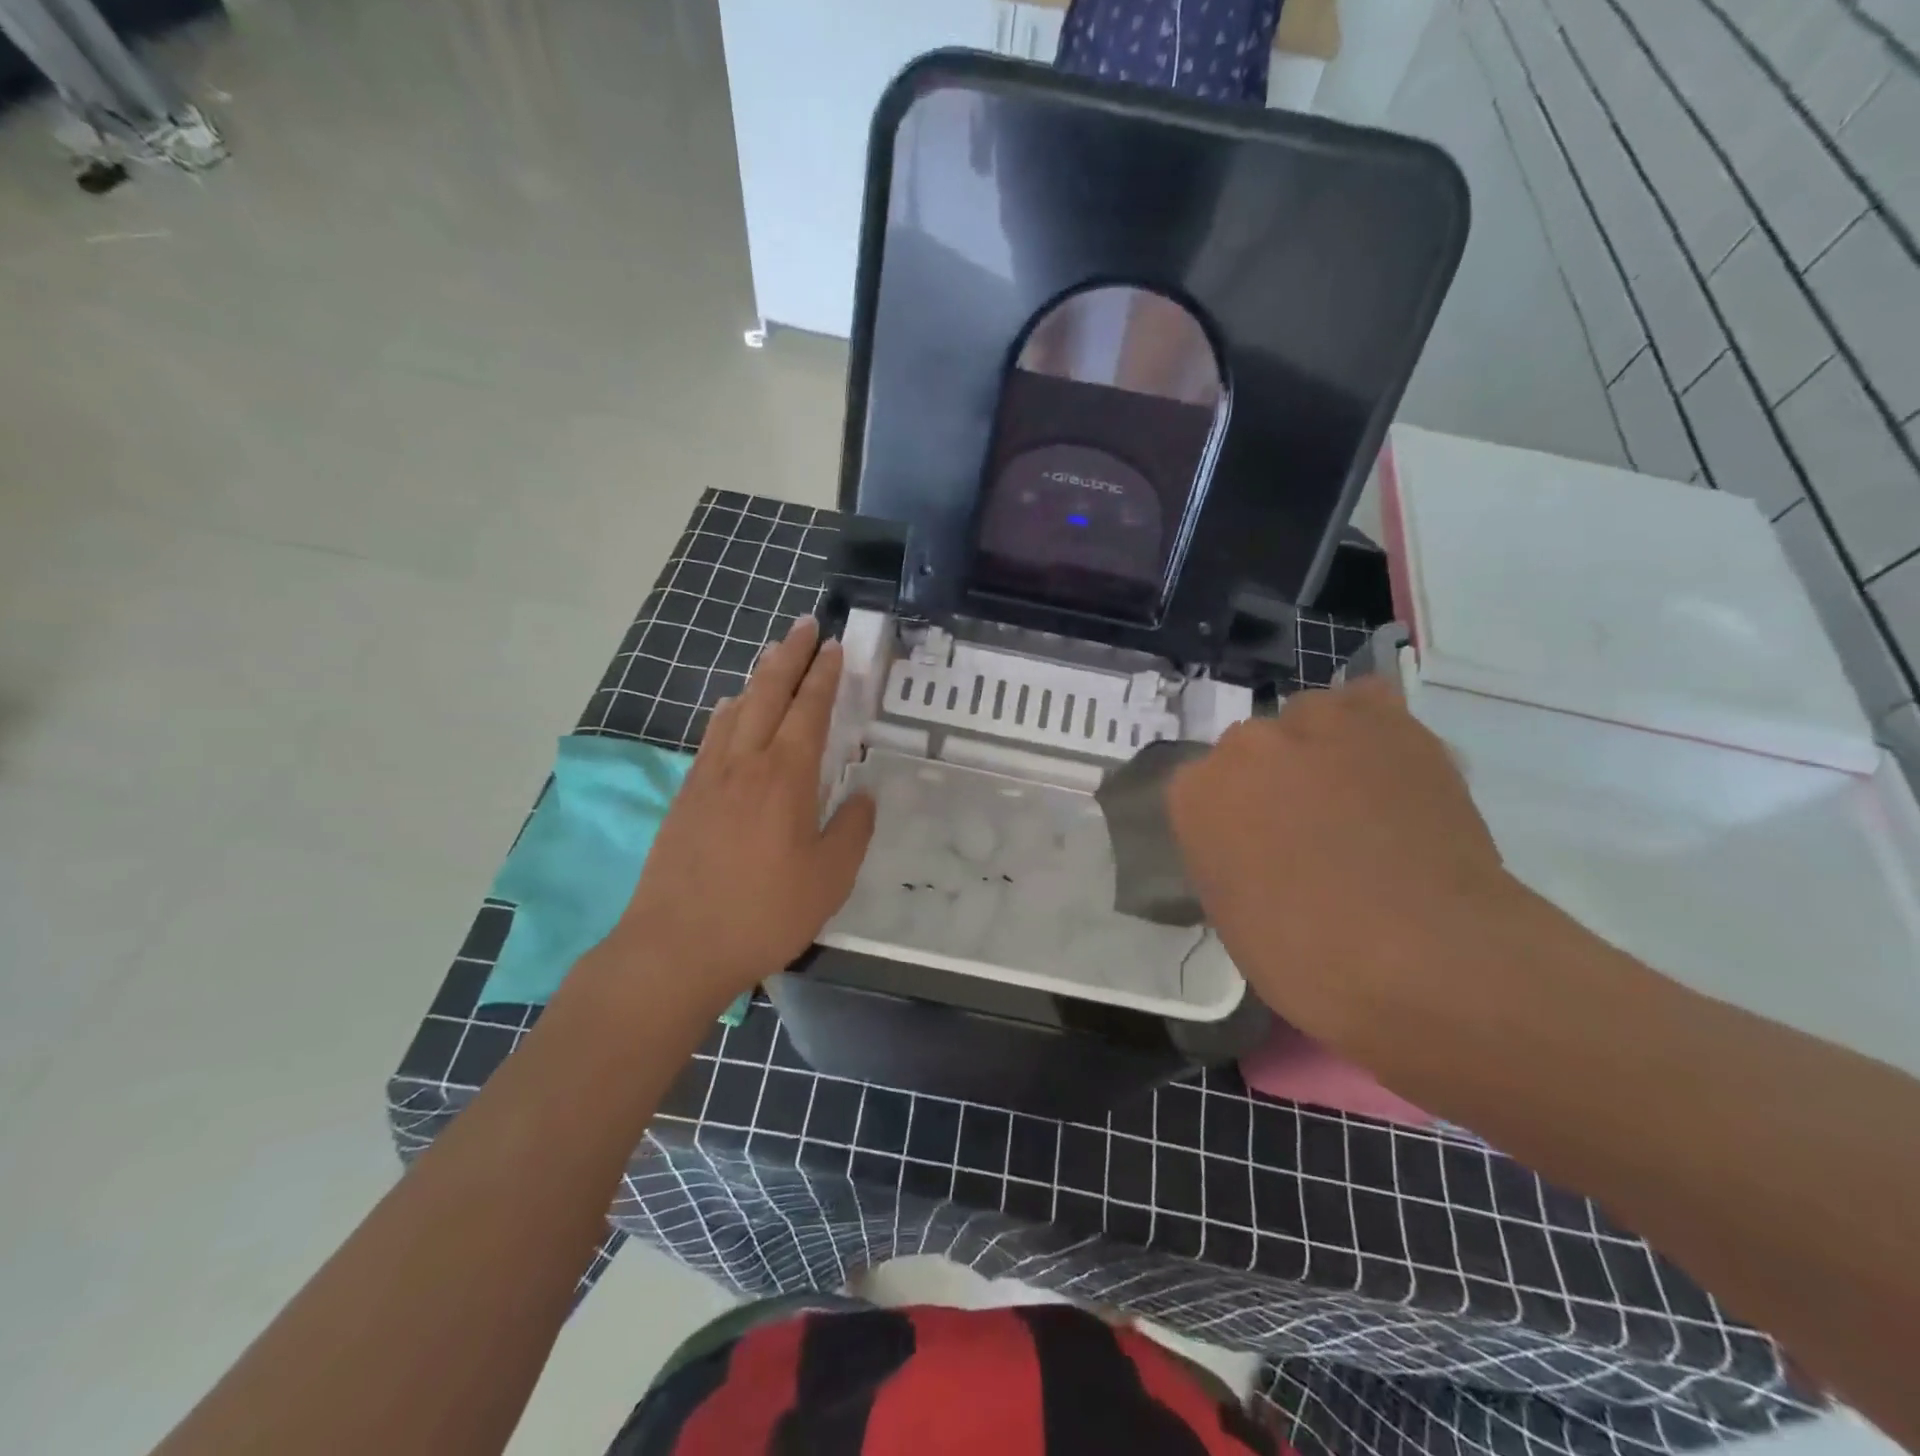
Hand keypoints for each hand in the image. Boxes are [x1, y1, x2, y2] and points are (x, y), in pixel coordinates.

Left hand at [612, 616, 874, 1008]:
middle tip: (805, 626)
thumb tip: (863, 795)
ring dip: (757, 677)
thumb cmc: (764, 913)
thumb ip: (852, 831)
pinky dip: (726, 712)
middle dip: (789, 655)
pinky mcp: (686, 797)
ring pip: (735, 709)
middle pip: (767, 693)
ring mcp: (709, 777)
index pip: (809, 709)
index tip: (834, 647)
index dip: (824, 675)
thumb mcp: (830, 879)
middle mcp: (745, 763)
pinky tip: (729, 711)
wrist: (676, 947)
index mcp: (785, 776)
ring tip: (771, 656)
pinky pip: (711, 737)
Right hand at [1167, 677, 1518, 1052]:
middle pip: (1249, 751)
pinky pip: (1367, 702)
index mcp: (1195, 794)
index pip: (1199, 792)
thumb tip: (1256, 844)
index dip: (1231, 823)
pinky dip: (1371, 727)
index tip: (1257, 855)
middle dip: (1271, 783)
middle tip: (1310, 832)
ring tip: (1356, 796)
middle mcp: (1244, 745)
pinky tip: (1386, 763)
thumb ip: (1226, 856)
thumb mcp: (1232, 916)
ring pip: (1305, 719)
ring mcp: (1315, 724)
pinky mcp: (1387, 721)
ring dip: (1319, 749)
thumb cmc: (1310, 961)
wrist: (1427, 955)